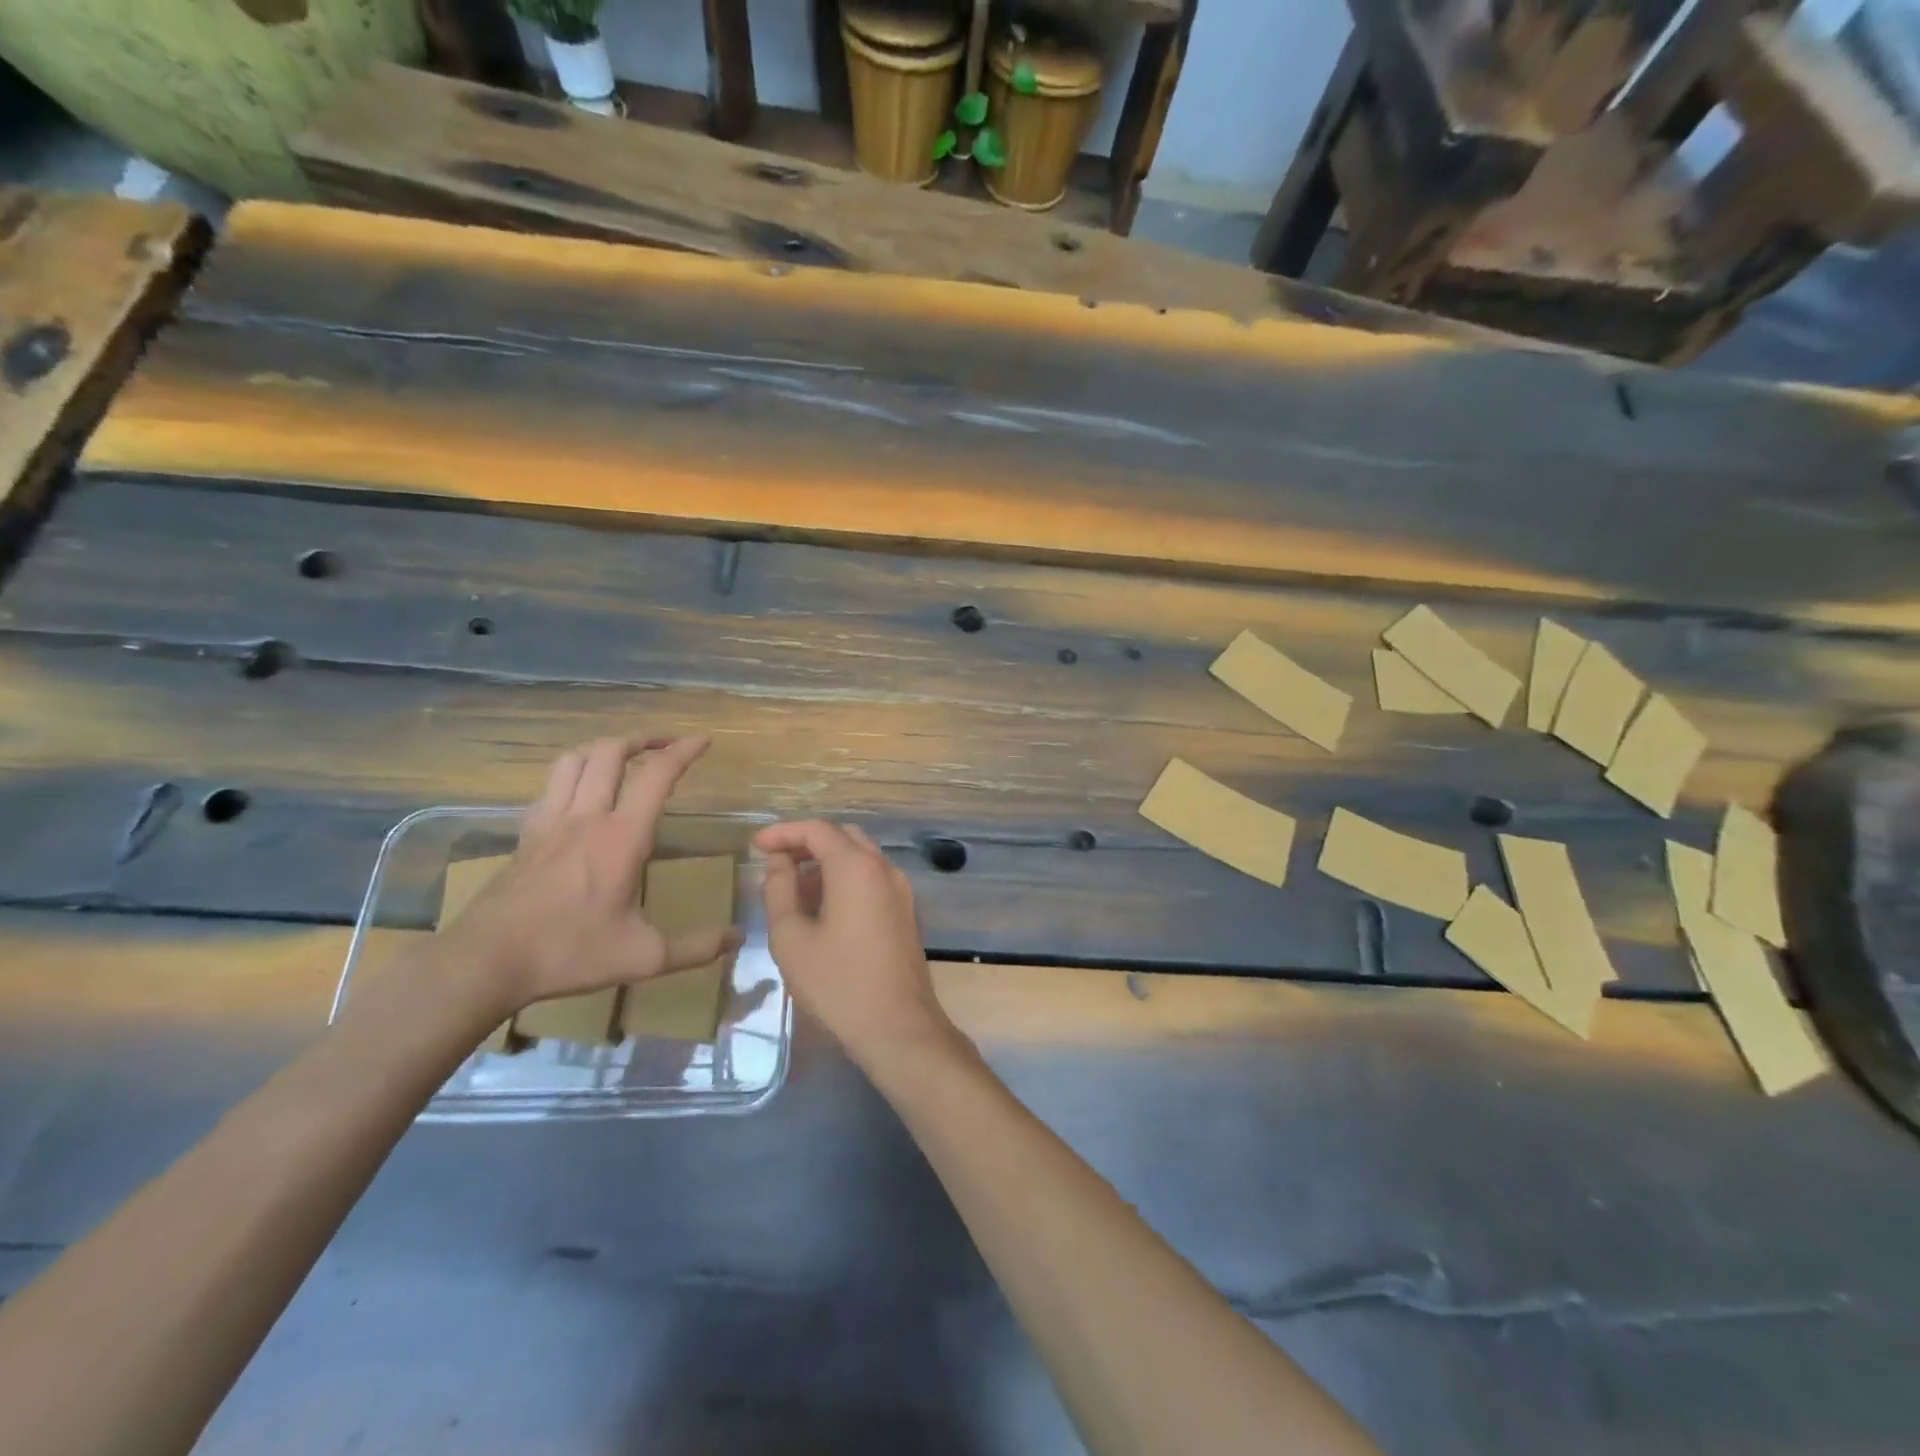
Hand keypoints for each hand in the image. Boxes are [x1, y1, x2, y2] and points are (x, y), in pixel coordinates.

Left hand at [441, 735, 739, 1016]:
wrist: (486, 962)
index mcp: (621, 838)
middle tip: (665, 745)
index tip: (703, 740)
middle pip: (610, 752)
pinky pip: (549, 786)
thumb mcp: (644, 958)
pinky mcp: (525, 835)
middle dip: (642, 739)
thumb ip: (696, 947)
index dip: (682, 752)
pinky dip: (571, 775)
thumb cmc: (569, 953)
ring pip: (574, 760)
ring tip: (624, 757)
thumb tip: (739, 938)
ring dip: (603, 749)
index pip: (656, 776)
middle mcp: (586, 817)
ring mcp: (550, 822)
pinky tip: (580, 792)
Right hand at [754, 820, 957, 1067]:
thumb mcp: (792, 937)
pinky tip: (822, 909)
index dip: (783, 832)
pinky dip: (845, 880)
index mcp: (856, 867)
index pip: (817, 830)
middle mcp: (884, 869)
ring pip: (860, 858)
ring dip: (826, 863)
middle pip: (842, 837)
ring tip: (792, 890)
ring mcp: (900, 890)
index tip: (755, 846)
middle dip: (806, 844)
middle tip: (774, 864)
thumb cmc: (837, 983)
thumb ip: (780, 890)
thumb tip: (778, 862)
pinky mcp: (905, 912)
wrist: (898, 1027)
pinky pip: (872, 880)